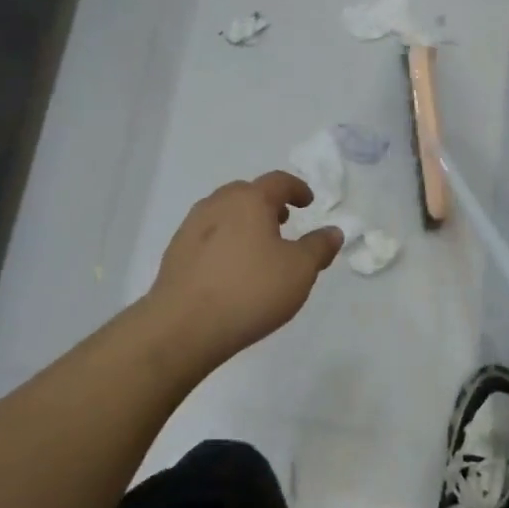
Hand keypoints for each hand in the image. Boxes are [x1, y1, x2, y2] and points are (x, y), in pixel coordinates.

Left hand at [144, 171, 343, 366]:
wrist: (183, 326)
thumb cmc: (250, 291)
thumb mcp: (299, 271)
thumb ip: (319, 247)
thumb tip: (333, 231)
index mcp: (250, 200)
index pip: (278, 181)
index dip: (297, 188)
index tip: (307, 202)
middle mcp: (218, 204)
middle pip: (246, 192)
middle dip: (267, 202)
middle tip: (282, 221)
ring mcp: (191, 227)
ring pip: (223, 212)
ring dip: (243, 220)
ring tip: (257, 245)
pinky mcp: (175, 253)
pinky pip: (206, 235)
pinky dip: (224, 240)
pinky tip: (230, 268)